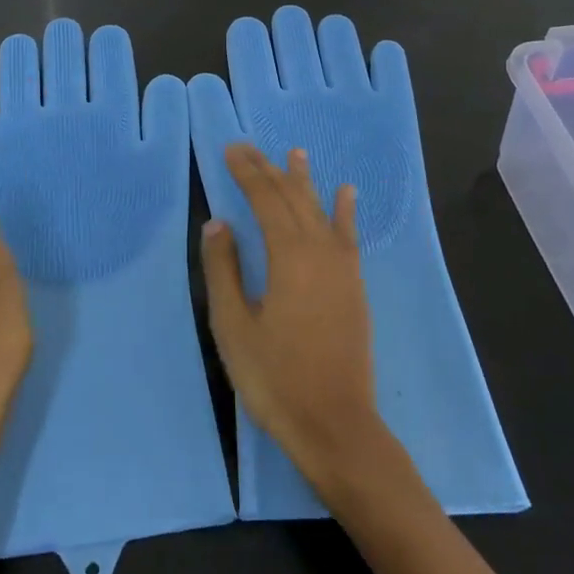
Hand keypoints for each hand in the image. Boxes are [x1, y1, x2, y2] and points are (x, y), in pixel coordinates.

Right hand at [200, 142, 391, 496]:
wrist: (336, 426)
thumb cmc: (275, 378)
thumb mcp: (234, 326)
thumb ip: (224, 270)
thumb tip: (218, 223)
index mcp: (288, 257)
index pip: (265, 200)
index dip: (247, 172)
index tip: (231, 150)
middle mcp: (319, 251)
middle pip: (293, 199)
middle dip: (269, 170)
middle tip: (249, 147)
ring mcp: (342, 268)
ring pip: (321, 211)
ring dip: (305, 182)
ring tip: (296, 154)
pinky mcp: (354, 286)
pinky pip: (348, 235)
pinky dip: (345, 211)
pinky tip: (346, 194)